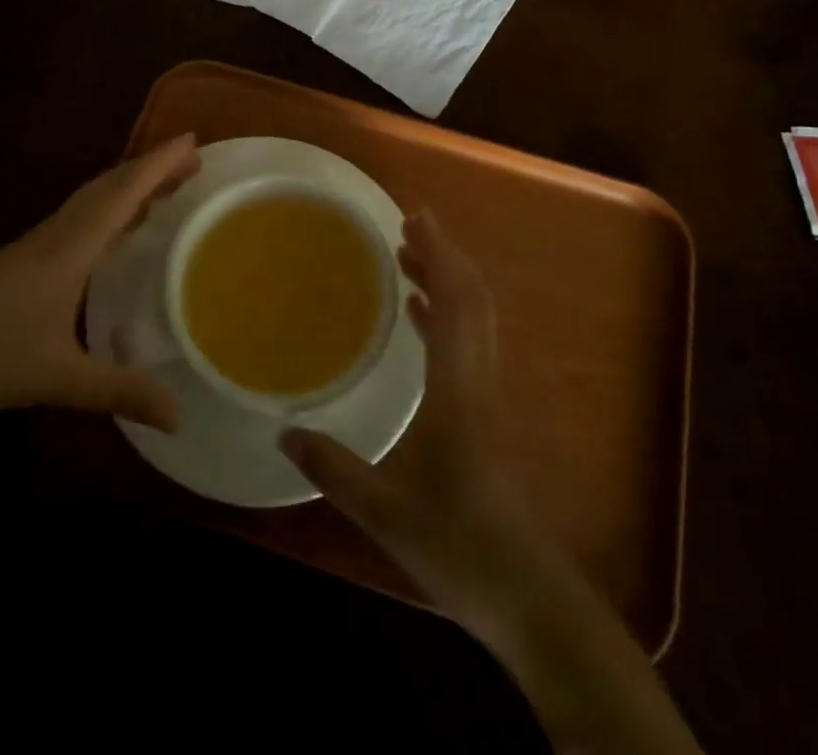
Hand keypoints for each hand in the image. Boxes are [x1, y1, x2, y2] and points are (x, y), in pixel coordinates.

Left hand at [0, 135, 199, 432]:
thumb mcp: (57, 379)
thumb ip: (119, 392)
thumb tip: (178, 416)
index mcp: (69, 247)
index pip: (122, 193)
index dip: (159, 165)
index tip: (193, 141)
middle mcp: (55, 234)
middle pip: (108, 186)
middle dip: (150, 169)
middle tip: (190, 162)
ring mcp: (35, 245)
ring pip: (90, 200)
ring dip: (127, 186)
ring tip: (163, 189)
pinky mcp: (22, 259)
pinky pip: (77, 217)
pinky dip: (106, 209)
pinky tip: (111, 233)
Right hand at [281, 210, 543, 632]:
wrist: (533, 600)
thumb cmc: (460, 548)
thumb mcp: (385, 512)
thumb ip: (334, 468)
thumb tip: (284, 431)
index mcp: (459, 390)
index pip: (456, 303)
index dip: (440, 255)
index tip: (416, 217)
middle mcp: (480, 381)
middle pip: (473, 300)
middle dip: (444, 255)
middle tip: (408, 226)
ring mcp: (489, 398)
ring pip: (476, 319)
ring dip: (448, 281)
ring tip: (410, 257)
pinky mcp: (489, 416)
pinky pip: (470, 344)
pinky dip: (448, 315)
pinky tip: (422, 317)